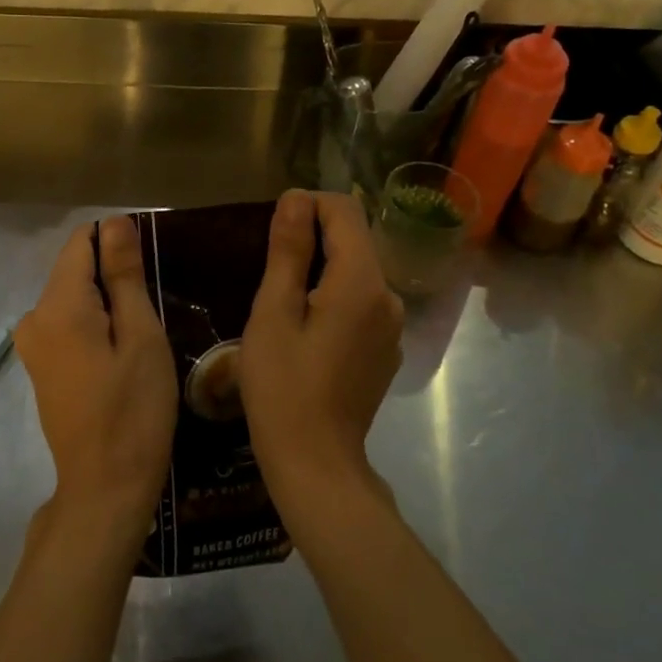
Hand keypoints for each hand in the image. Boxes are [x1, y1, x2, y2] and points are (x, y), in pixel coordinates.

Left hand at [16, 215, 178, 528]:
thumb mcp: (141, 335)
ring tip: (142, 336)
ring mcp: (32, 344)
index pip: (81, 242)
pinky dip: (95, 325)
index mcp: (57, 305)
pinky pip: (68, 323)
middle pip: (75, 270)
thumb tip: (114, 222)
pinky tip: (121, 355)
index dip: (117, 244)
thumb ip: (123, 274)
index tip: (148, 272)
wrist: (105, 487)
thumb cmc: (133, 409)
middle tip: (153, 312)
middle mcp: (33, 317)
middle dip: (113, 277)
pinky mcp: (39, 366)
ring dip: (107, 303)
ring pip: (73, 297)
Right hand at [239, 190, 404, 509]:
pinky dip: (335, 297)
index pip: (345, 212)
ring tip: (283, 300)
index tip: (273, 228)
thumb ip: (288, 251)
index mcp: (362, 282)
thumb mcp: (273, 313)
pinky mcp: (387, 349)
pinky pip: (361, 302)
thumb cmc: (283, 387)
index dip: (308, 206)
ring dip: (322, 269)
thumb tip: (296, 198)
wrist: (316, 463)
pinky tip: (307, 329)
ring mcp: (392, 326)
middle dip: (314, 238)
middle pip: (354, 240)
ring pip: (357, 272)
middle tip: (270, 268)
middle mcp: (388, 296)